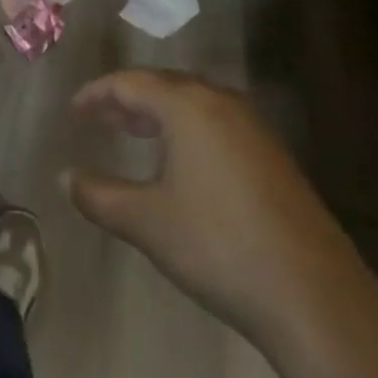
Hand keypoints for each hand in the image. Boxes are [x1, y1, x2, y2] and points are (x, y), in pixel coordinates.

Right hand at [64, 69, 349, 342]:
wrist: (313, 294)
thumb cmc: (218, 246)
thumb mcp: (147, 222)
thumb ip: (99, 195)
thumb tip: (65, 177)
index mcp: (187, 106)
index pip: (131, 82)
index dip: (98, 93)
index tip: (74, 109)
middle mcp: (221, 103)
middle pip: (165, 84)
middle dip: (129, 98)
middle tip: (101, 118)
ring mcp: (253, 128)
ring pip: (195, 102)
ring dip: (160, 113)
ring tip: (135, 133)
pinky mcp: (273, 156)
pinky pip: (218, 122)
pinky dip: (189, 129)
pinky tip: (183, 163)